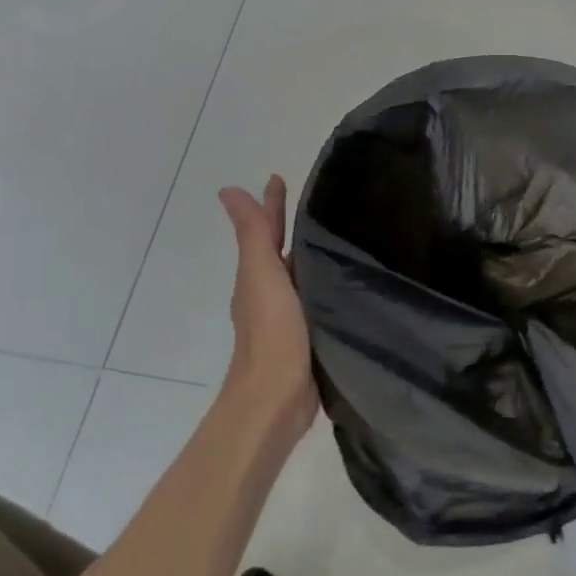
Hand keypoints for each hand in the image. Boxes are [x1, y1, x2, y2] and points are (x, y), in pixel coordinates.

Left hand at [218, 177, 318, 448]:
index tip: (280, 177)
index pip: (265, 230)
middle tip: (322, 203)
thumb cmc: (270, 331)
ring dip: (313, 256)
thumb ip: (252, 233)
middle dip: (294, 226)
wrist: (277, 398)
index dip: (271, 204)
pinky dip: (328, 285)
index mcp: (258, 276)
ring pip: (302, 275)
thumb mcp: (261, 274)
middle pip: (283, 250)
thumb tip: (227, 190)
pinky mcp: (312, 337)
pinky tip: (347, 283)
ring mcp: (291, 317)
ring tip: (340, 237)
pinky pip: (319, 299)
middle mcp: (271, 293)